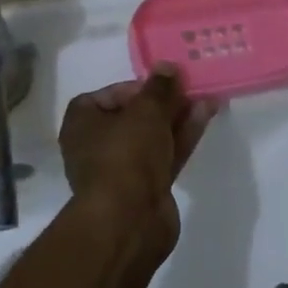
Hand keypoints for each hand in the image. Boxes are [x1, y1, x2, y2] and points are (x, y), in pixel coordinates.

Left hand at [58, 66, 218, 255]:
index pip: (106, 96)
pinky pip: (165, 154)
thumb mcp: (146, 111)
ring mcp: (122, 169)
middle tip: (189, 87)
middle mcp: (97, 146)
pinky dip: (182, 136)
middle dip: (163, 102)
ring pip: (152, 136)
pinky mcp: (146, 187)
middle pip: (133, 116)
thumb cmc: (126, 154)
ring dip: (177, 117)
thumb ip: (159, 88)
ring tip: (206, 98)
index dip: (134, 87)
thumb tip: (166, 66)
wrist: (129, 220)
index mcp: (82, 124)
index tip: (159, 85)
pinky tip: (206, 116)